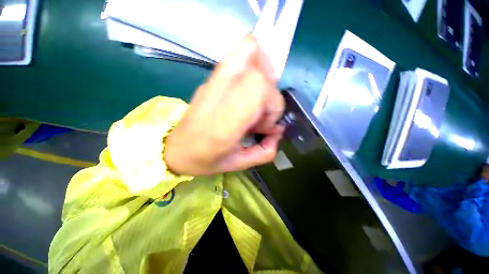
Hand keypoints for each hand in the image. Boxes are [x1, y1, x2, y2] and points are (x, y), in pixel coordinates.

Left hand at [164, 36, 284, 175]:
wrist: (175, 149)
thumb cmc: (206, 160)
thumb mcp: (240, 163)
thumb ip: (266, 151)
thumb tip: (278, 131)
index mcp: (225, 122)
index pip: (260, 89)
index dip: (273, 106)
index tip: (264, 126)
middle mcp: (218, 94)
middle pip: (258, 71)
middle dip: (270, 93)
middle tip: (261, 112)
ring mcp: (212, 81)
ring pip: (249, 48)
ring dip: (263, 71)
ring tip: (258, 96)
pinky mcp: (210, 77)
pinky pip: (238, 54)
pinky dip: (253, 63)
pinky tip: (248, 88)